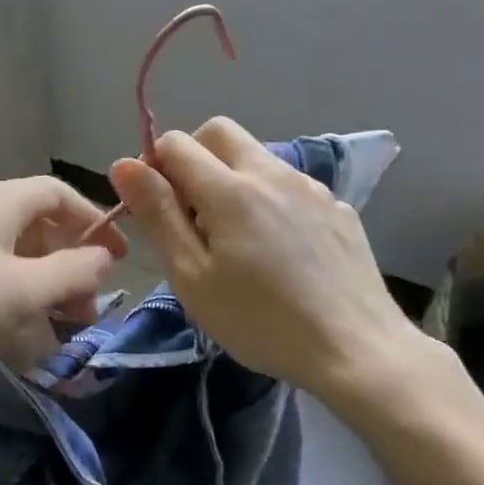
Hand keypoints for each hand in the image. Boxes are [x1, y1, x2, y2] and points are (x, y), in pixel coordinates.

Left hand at [0, 176, 127, 392]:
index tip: (117, 259)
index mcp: (0, 202)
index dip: (94, 222)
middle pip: (39, 227)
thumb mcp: (20, 291)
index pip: (59, 194)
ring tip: (58, 330)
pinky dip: (12, 298)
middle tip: (86, 312)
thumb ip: (71, 273)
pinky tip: (18, 336)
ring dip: (43, 287)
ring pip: (14, 256)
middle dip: (70, 266)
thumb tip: (104, 256)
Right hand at [109, 117, 462, 416]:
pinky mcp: (336, 207)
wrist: (359, 352)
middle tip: (192, 213)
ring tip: (236, 237)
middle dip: (193, 157)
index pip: (176, 142)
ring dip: (231, 176)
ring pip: (255, 156)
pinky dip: (268, 198)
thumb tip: (124, 164)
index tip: (159, 210)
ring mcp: (310, 187)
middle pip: (218, 132)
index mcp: (230, 189)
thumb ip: (157, 214)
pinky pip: (288, 184)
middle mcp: (271, 173)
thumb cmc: (261, 322)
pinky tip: (279, 249)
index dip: (154, 167)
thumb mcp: (191, 277)